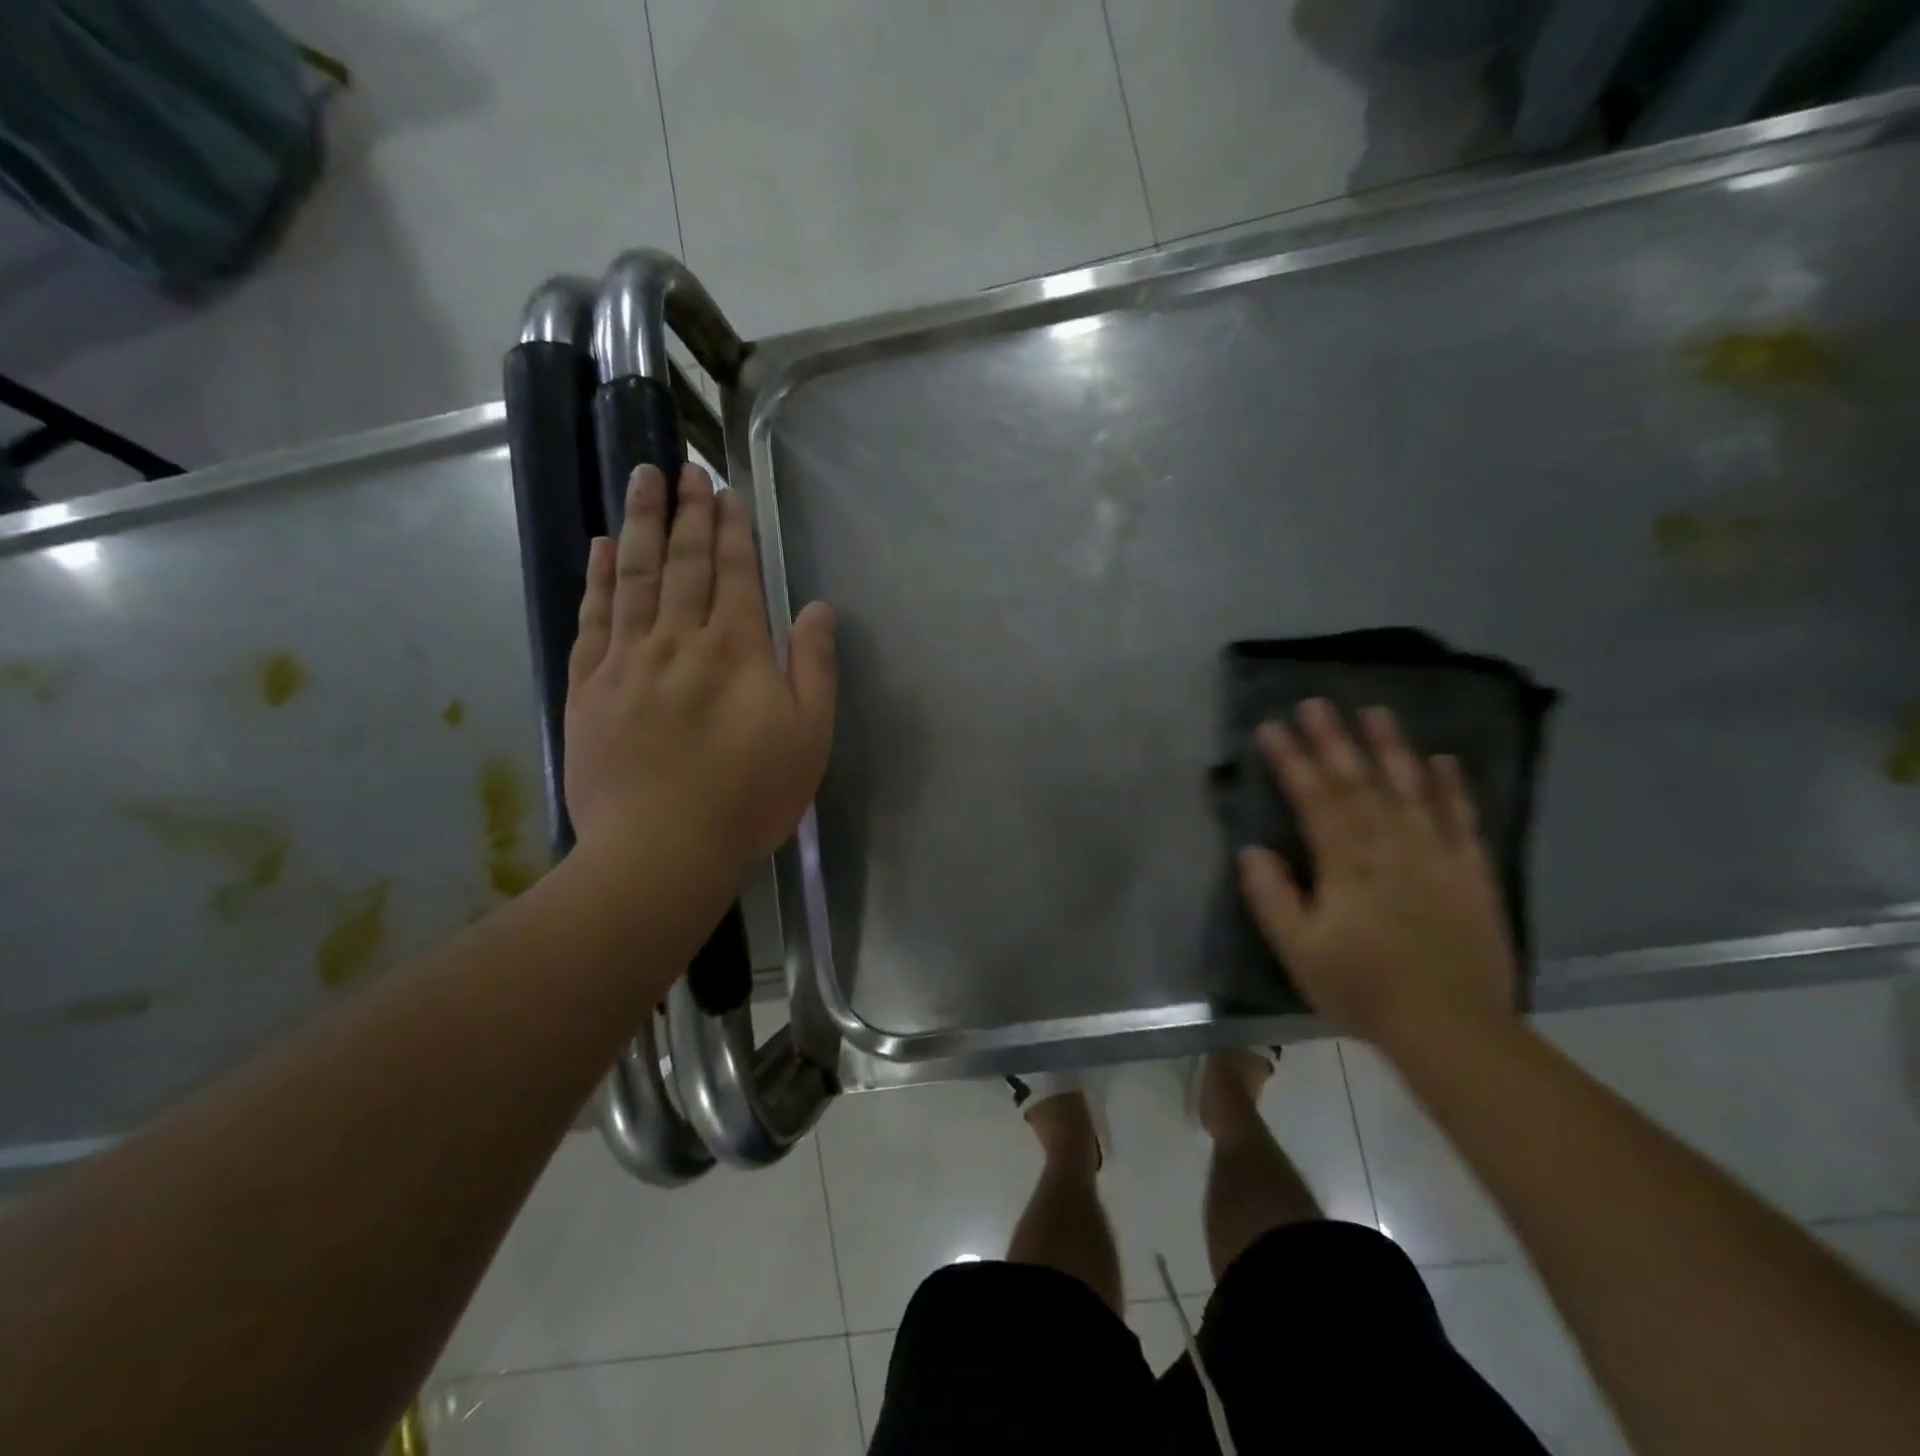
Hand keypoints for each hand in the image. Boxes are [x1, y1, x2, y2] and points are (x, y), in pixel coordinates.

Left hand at [564, 463, 836, 873]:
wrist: (661, 849)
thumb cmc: (749, 796)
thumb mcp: (809, 737)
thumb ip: (814, 667)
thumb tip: (815, 607)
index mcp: (736, 650)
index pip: (733, 573)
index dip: (731, 529)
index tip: (725, 490)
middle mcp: (678, 640)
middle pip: (683, 563)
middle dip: (687, 512)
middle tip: (682, 467)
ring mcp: (627, 661)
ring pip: (635, 577)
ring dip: (641, 524)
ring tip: (641, 480)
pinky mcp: (588, 687)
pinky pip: (593, 618)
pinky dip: (599, 578)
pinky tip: (602, 547)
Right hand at [1237, 699, 1516, 1054]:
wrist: (1452, 1028)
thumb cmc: (1363, 988)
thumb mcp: (1298, 950)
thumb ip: (1272, 896)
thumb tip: (1253, 849)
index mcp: (1346, 863)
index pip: (1313, 798)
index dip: (1291, 760)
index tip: (1271, 727)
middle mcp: (1391, 845)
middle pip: (1358, 782)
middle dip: (1334, 740)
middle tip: (1317, 702)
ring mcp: (1436, 855)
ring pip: (1410, 788)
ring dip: (1391, 747)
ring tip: (1375, 711)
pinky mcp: (1471, 871)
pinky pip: (1461, 818)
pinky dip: (1452, 787)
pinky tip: (1443, 760)